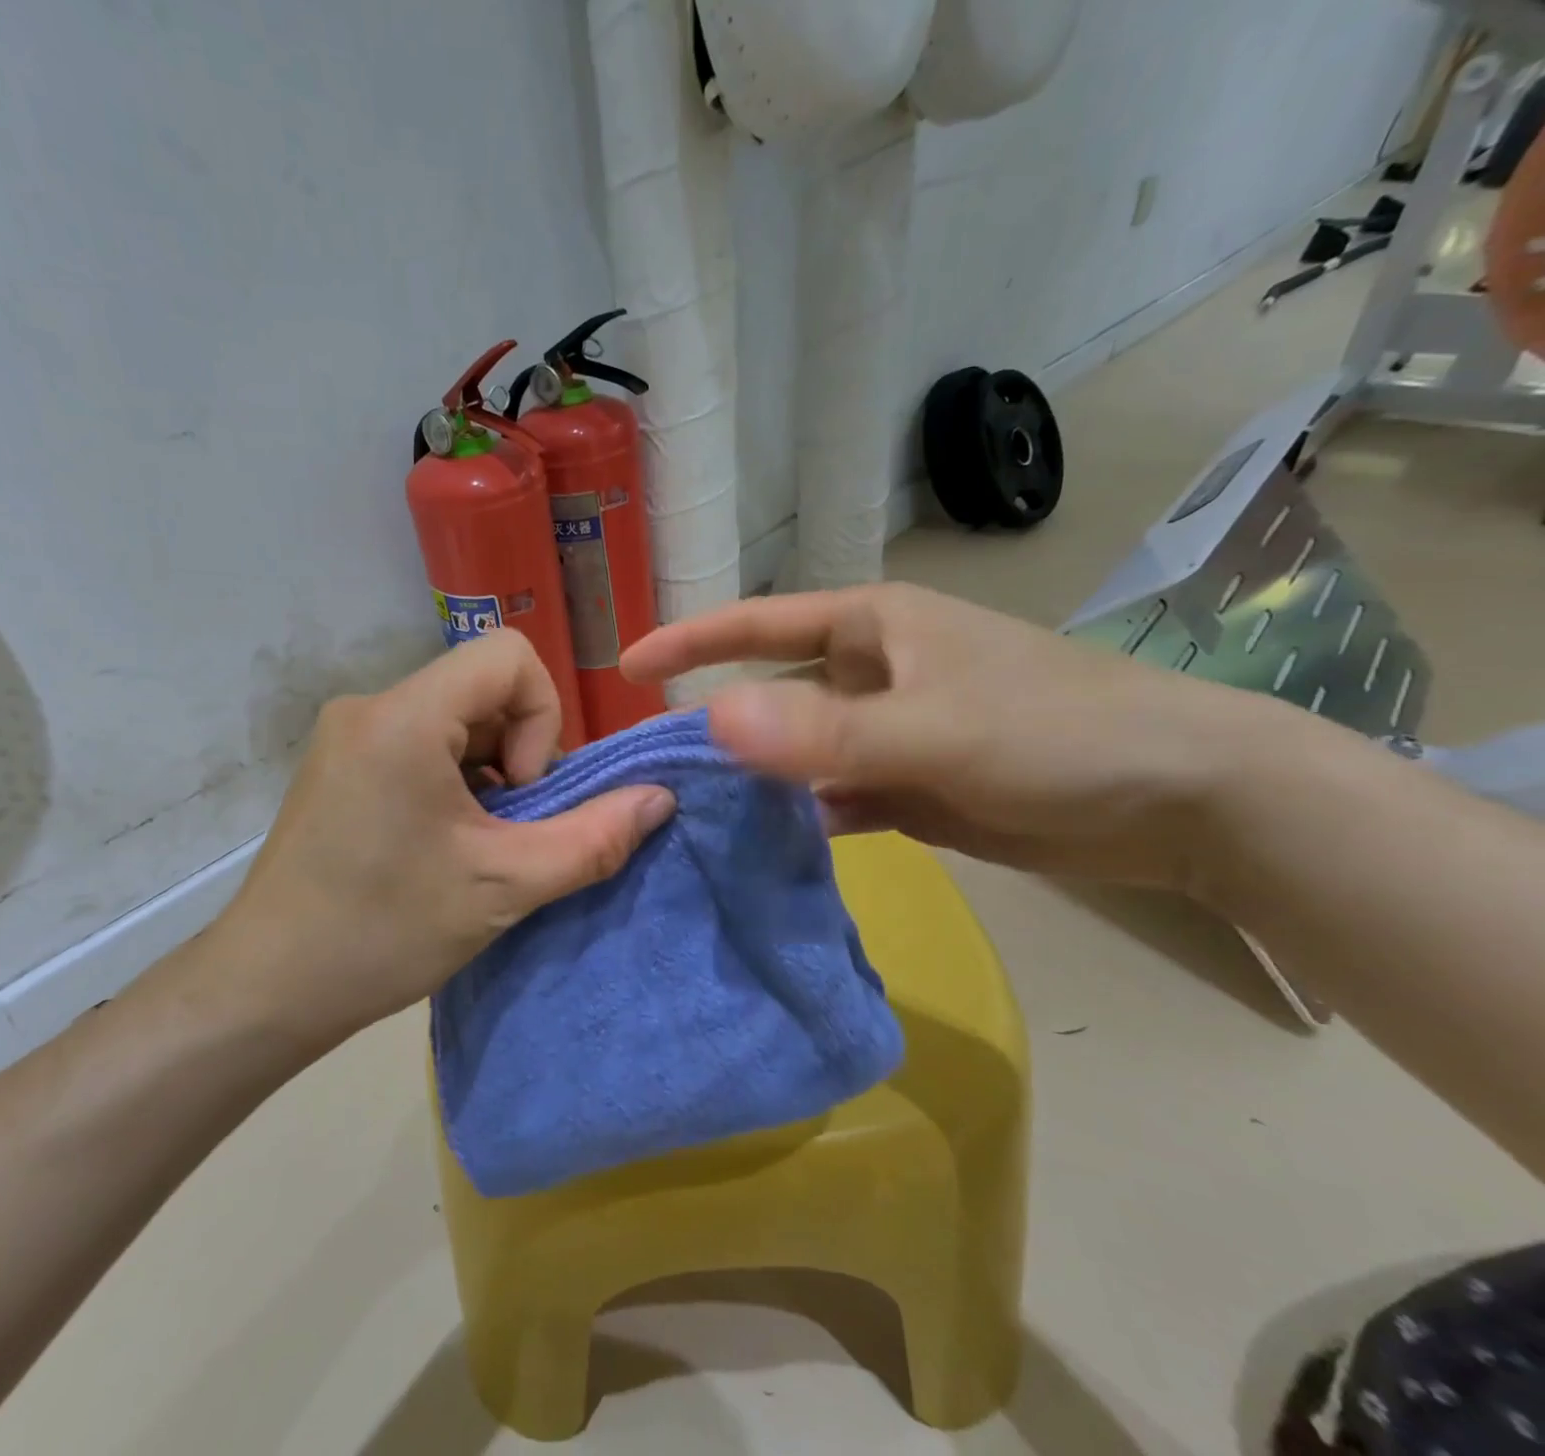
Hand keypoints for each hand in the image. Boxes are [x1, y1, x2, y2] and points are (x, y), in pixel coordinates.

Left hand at [200, 630, 675, 1049]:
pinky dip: (454, 779)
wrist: (265, 989)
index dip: (542, 717)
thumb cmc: (382, 934)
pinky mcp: (340, 761)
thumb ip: (594, 839)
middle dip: (517, 754)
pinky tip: (440, 842)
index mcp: (404, 717)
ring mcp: (348, 732)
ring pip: (456, 718)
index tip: (521, 794)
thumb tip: (661, 798)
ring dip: (487, 772)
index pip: (508, 656)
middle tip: (504, 830)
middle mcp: (370, 705)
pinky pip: (421, 740)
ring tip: (472, 843)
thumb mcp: (503, 887)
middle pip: (483, 689)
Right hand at [622, 583, 1297, 891]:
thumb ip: (826, 731)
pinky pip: (836, 796)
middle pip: (771, 692)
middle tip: (653, 766)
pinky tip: (771, 846)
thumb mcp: (937, 730)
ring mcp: (891, 733)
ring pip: (799, 751)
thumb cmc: (1062, 734)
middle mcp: (874, 673)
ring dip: (757, 778)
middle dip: (717, 721)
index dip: (691, 641)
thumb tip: (710, 720)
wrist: (1185, 798)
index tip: (626, 668)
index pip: (759, 624)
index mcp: (873, 628)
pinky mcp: (913, 787)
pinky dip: (805, 817)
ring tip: (694, 814)